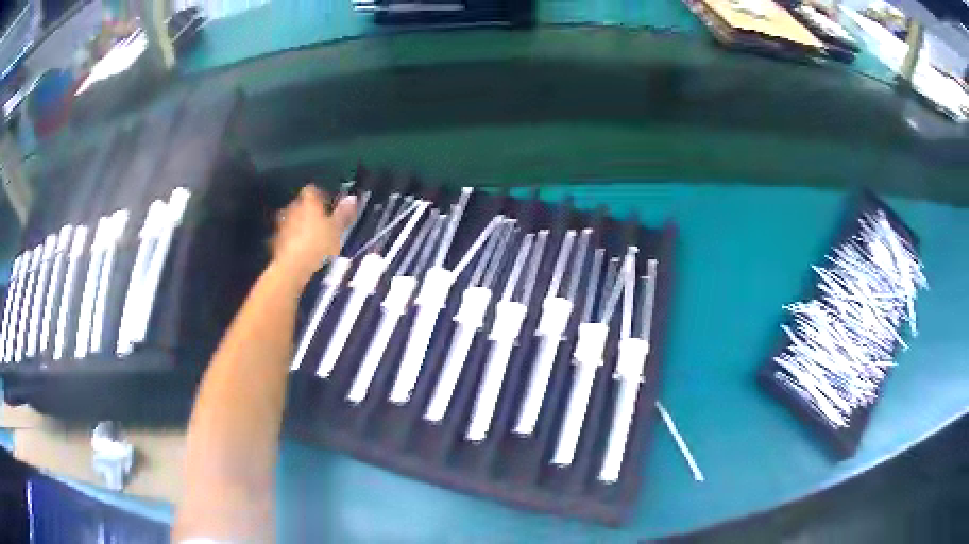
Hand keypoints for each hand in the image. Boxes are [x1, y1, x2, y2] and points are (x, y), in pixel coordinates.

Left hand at [272, 185, 356, 285]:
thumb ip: (344, 213)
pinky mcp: (275, 239)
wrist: (293, 267)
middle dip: (309, 210)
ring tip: (311, 236)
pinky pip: (286, 233)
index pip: (313, 189)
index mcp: (309, 201)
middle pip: (301, 203)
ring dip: (299, 224)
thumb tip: (352, 198)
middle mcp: (293, 207)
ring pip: (292, 218)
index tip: (329, 205)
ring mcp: (281, 223)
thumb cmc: (318, 244)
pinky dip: (292, 237)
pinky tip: (300, 248)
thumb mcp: (337, 229)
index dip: (321, 195)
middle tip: (321, 222)